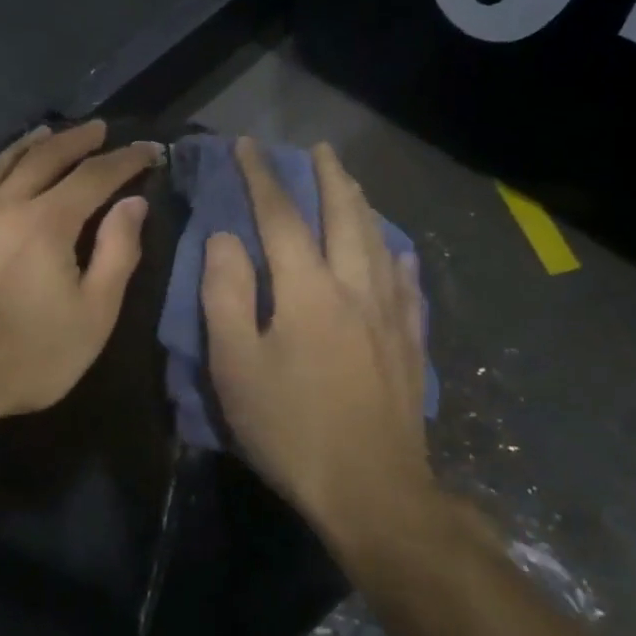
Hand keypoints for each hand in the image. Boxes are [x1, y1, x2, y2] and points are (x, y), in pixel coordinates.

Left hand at [0, 120, 159, 427]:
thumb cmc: (28, 356)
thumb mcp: (93, 315)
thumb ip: (117, 254)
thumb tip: (133, 203)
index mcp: (48, 223)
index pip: (94, 177)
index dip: (125, 160)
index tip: (149, 150)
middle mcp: (4, 207)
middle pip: (43, 160)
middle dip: (76, 141)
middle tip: (97, 128)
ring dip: (24, 147)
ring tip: (43, 132)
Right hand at [201, 138, 431, 541]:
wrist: (371, 490)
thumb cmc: (290, 428)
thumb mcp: (236, 366)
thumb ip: (226, 295)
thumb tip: (226, 238)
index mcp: (308, 290)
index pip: (282, 217)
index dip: (261, 178)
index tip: (247, 145)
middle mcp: (356, 288)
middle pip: (344, 216)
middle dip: (327, 177)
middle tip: (318, 147)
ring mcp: (391, 316)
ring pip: (379, 242)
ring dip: (362, 206)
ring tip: (352, 184)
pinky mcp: (410, 345)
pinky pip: (407, 285)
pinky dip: (397, 257)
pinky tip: (397, 253)